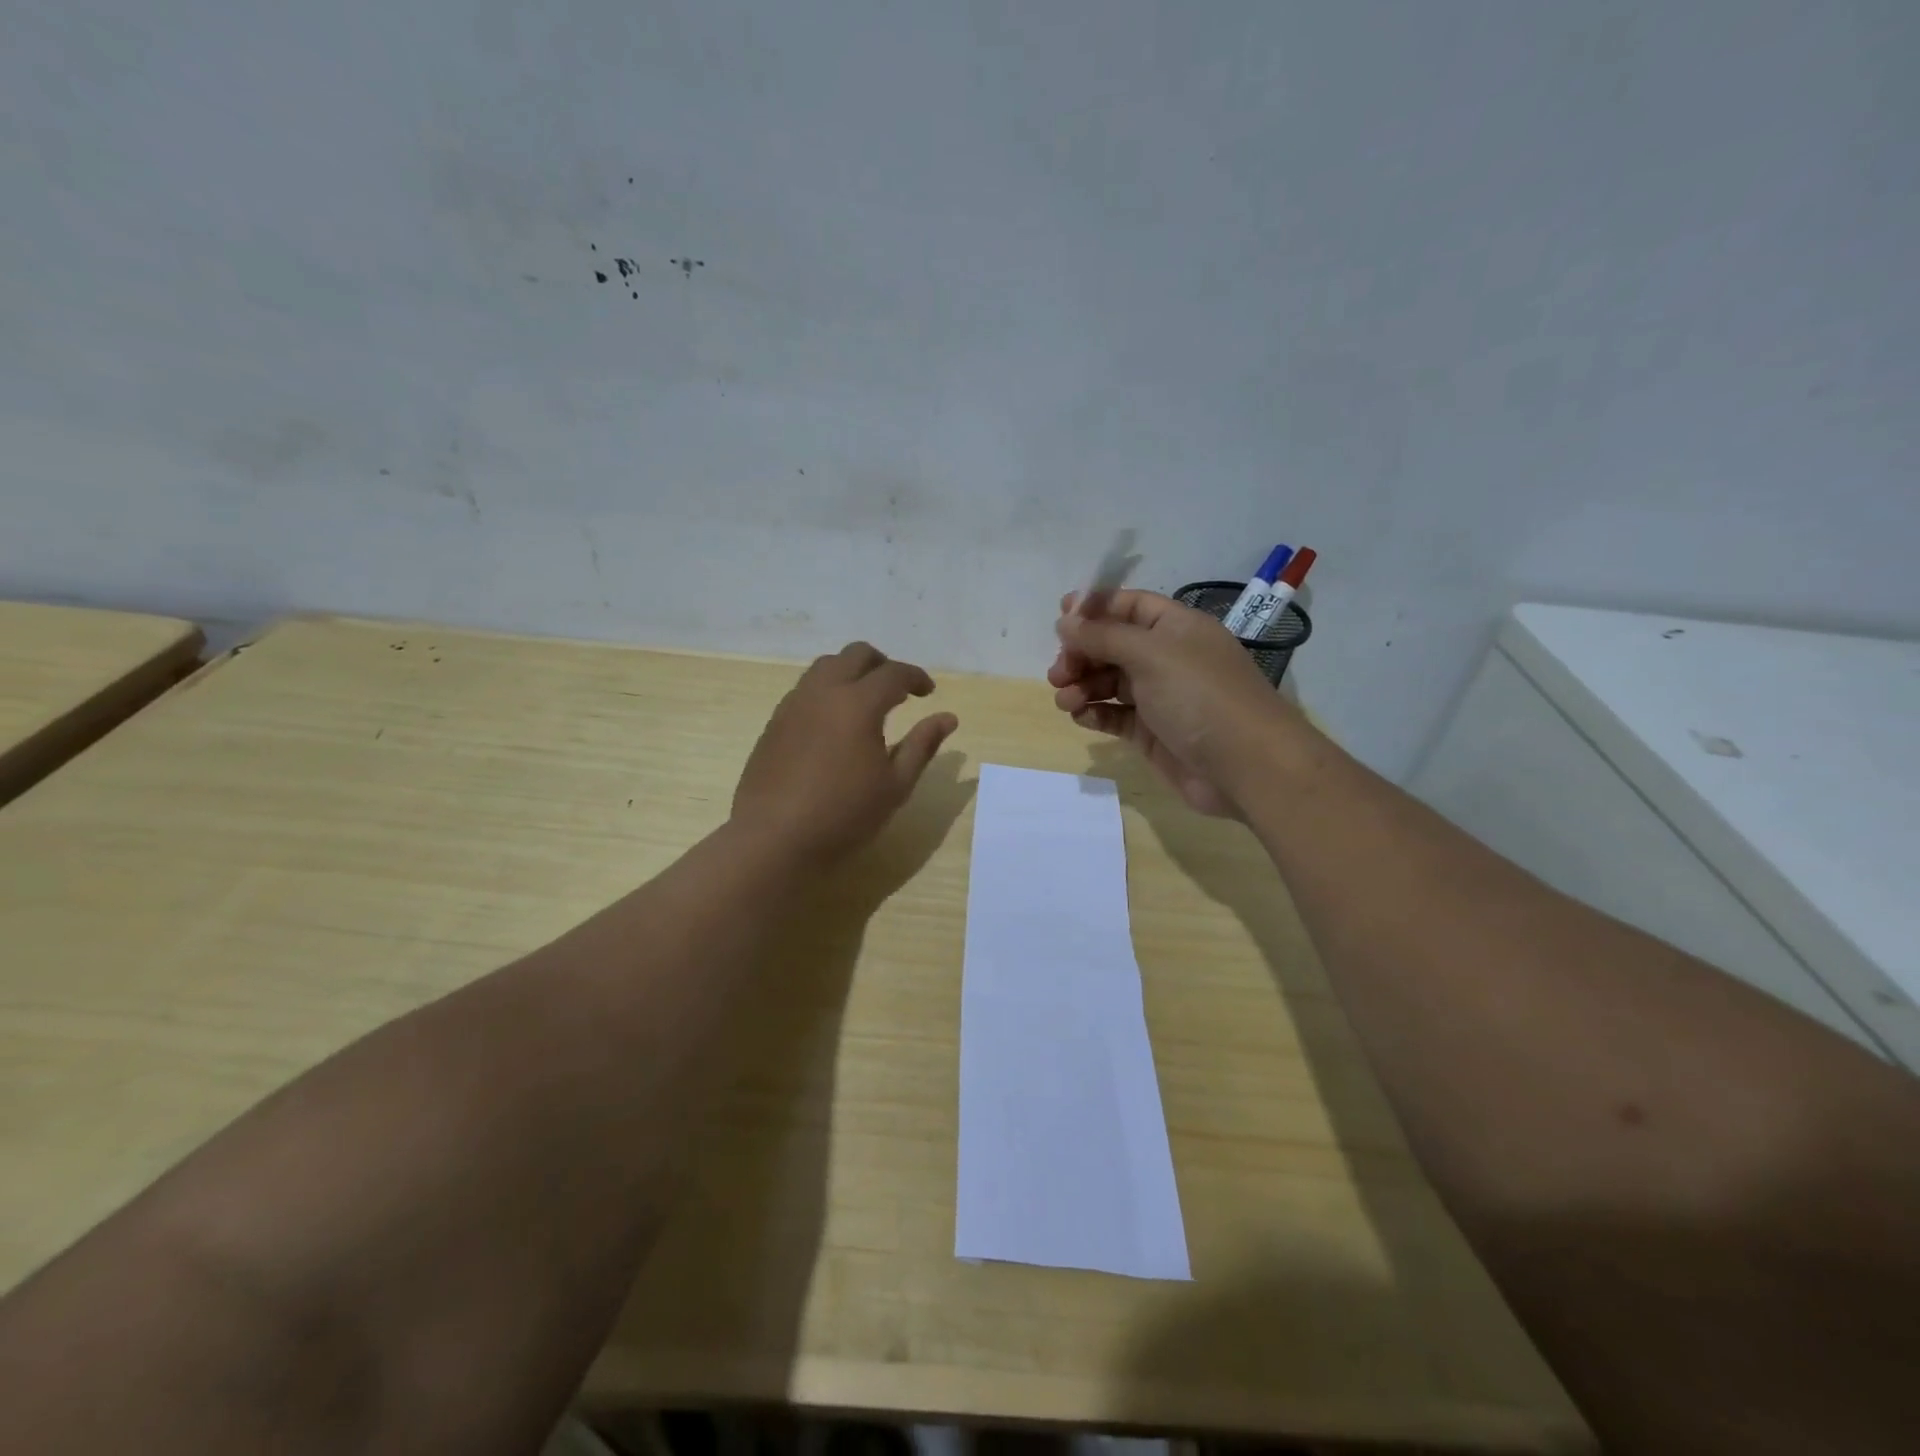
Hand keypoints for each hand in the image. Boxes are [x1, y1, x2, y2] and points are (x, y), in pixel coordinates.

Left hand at [732, 642, 958, 861]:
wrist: (774, 838)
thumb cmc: (844, 815)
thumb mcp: (895, 785)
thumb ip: (922, 746)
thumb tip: (947, 718)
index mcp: (858, 704)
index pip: (894, 673)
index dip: (916, 677)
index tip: (928, 692)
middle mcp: (824, 692)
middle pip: (856, 654)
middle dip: (882, 664)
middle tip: (898, 690)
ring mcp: (794, 704)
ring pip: (825, 666)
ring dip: (851, 672)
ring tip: (865, 702)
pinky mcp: (774, 722)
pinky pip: (805, 689)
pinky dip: (827, 690)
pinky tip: (833, 723)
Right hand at [1049, 589, 1298, 816]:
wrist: (1246, 766)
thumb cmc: (1200, 696)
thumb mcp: (1150, 654)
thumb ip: (1103, 635)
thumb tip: (1065, 619)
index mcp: (1175, 626)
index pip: (1128, 605)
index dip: (1094, 608)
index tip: (1060, 620)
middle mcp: (1167, 657)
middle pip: (1112, 644)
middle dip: (1081, 653)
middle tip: (1058, 673)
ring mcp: (1159, 696)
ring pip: (1109, 681)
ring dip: (1083, 685)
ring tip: (1066, 700)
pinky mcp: (1152, 732)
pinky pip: (1115, 715)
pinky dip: (1095, 713)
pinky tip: (1081, 717)